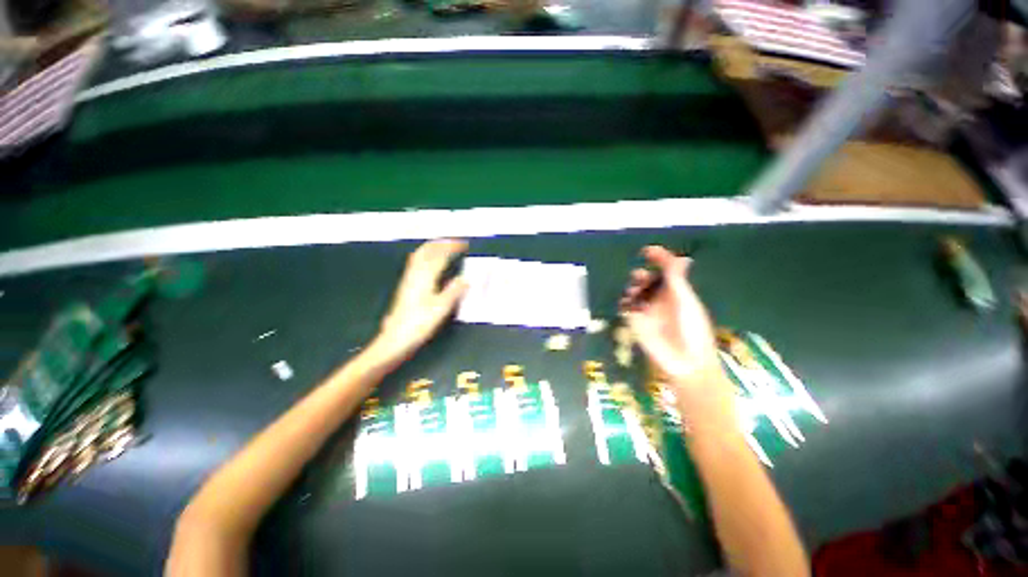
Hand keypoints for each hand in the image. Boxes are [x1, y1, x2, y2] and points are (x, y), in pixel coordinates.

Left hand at [374, 239, 468, 362]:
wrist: (395, 338)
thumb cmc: (419, 323)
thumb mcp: (441, 308)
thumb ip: (454, 291)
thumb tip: (466, 278)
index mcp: (425, 277)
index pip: (440, 255)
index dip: (452, 247)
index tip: (464, 244)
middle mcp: (415, 274)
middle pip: (427, 250)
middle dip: (442, 243)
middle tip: (455, 242)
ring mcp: (409, 279)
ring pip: (420, 255)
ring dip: (433, 247)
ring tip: (444, 247)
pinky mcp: (406, 285)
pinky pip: (416, 262)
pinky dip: (426, 256)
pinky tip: (430, 263)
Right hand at [620, 246, 734, 415]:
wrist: (684, 362)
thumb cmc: (692, 330)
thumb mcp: (685, 301)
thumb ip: (678, 279)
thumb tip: (683, 257)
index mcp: (677, 293)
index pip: (666, 271)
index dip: (658, 259)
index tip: (647, 251)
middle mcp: (661, 299)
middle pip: (647, 281)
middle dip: (642, 275)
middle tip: (641, 277)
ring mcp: (648, 310)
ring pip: (635, 292)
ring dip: (633, 288)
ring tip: (635, 292)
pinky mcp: (636, 322)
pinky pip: (626, 307)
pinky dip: (624, 302)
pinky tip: (627, 303)